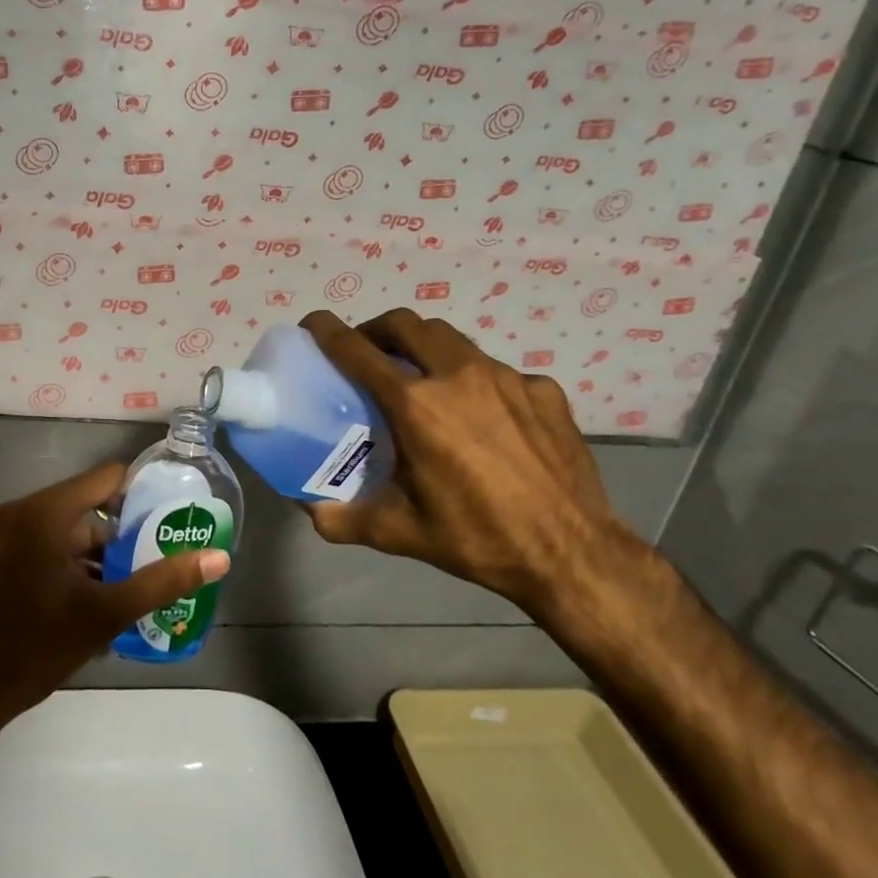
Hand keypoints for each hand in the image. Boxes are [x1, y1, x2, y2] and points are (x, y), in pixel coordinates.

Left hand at [0, 461, 230, 729]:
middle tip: (157, 561)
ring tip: (133, 587)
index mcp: (45, 511)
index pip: (107, 478)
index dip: (143, 494)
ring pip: (68, 531)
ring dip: (98, 555)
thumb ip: (163, 581)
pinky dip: (72, 565)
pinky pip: (46, 546)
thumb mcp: (106, 614)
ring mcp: (4, 534)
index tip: (171, 519)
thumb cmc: (35, 645)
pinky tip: (95, 601)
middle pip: (88, 507)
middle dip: (123, 535)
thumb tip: (219, 558)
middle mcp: (22, 511)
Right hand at [299, 309, 640, 612]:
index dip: (328, 331)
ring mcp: (507, 377)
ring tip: (421, 379)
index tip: (314, 324)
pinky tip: (482, 417)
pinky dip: (475, 381)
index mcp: (416, 406)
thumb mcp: (396, 533)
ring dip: (425, 348)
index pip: (358, 350)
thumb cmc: (476, 539)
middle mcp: (458, 376)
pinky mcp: (543, 389)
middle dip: (378, 329)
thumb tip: (306, 506)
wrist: (571, 554)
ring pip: (452, 340)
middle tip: (368, 353)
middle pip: (407, 324)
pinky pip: (497, 371)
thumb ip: (339, 517)